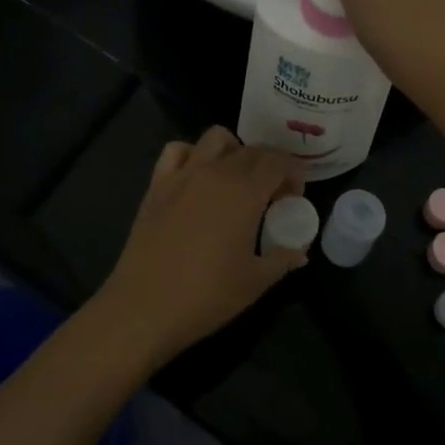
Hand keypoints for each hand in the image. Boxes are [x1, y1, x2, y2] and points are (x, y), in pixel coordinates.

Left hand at [95, 127, 305, 366]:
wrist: (144, 307)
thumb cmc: (207, 295)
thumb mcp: (255, 282)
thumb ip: (283, 259)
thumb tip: (300, 250)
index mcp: (245, 192)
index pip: (278, 162)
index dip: (293, 172)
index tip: (294, 195)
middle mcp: (216, 172)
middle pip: (251, 150)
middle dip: (269, 165)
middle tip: (272, 195)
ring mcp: (183, 174)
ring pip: (216, 138)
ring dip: (234, 150)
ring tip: (236, 179)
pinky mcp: (157, 184)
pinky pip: (177, 150)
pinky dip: (192, 154)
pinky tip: (196, 178)